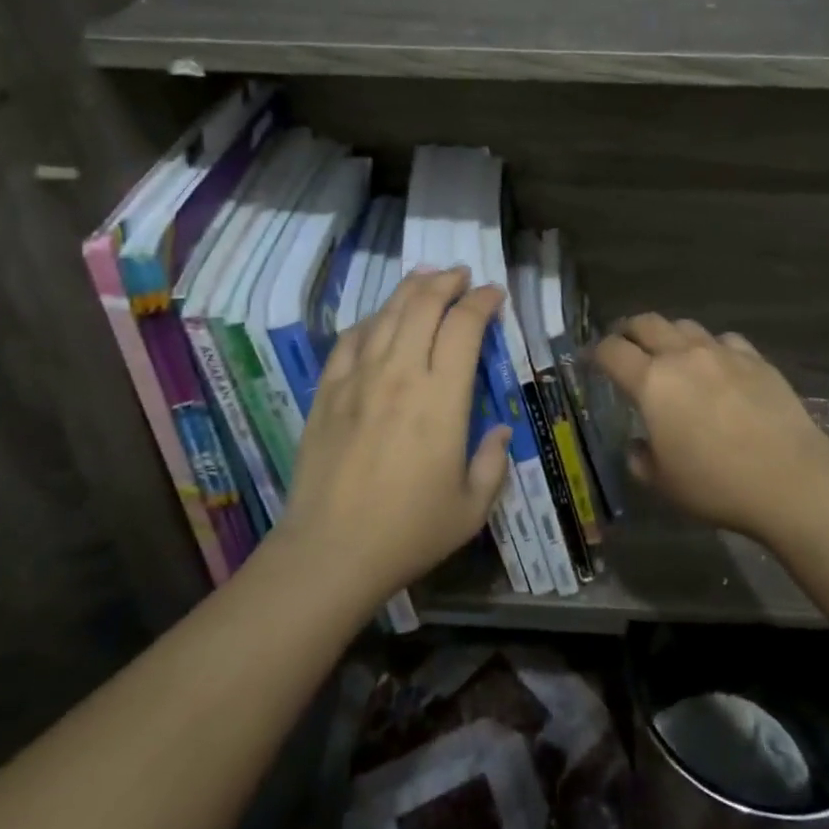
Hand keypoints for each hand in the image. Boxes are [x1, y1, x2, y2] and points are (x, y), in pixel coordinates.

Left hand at [280, 268, 511, 610]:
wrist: (329, 553)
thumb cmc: (408, 532)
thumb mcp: (471, 508)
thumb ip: (493, 463)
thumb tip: (500, 430)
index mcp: (441, 398)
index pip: (464, 327)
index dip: (482, 301)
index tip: (494, 294)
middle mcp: (400, 375)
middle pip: (423, 306)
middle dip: (447, 282)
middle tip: (462, 274)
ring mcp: (359, 379)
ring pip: (386, 314)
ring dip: (410, 289)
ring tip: (426, 276)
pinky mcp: (328, 392)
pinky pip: (350, 340)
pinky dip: (370, 320)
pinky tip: (379, 318)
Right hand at [594, 314, 828, 545]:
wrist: (790, 479)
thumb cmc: (717, 485)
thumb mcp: (665, 484)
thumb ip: (642, 459)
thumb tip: (639, 445)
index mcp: (652, 382)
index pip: (612, 351)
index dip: (595, 352)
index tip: (589, 360)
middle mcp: (683, 355)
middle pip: (646, 323)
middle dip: (628, 330)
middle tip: (624, 345)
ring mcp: (722, 352)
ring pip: (685, 325)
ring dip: (669, 335)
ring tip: (670, 354)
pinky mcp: (755, 359)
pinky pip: (724, 340)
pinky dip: (711, 348)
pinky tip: (717, 367)